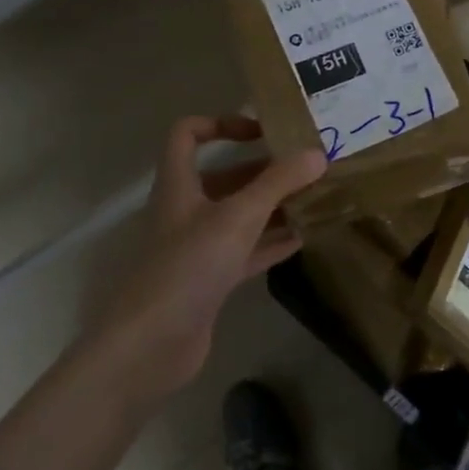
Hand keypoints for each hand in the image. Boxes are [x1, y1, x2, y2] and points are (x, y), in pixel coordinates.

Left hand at [88, 117, 325, 412]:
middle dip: (265, 170)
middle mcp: (187, 211)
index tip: (263, 131)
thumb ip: (279, 183)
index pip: (188, 135)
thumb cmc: (188, 267)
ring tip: (316, 198)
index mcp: (180, 186)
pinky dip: (273, 241)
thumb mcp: (238, 216)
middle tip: (308, 167)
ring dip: (274, 206)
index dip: (222, 123)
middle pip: (225, 177)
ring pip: (240, 215)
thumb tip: (318, 154)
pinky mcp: (211, 281)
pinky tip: (304, 237)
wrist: (150, 347)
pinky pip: (247, 251)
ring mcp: (199, 248)